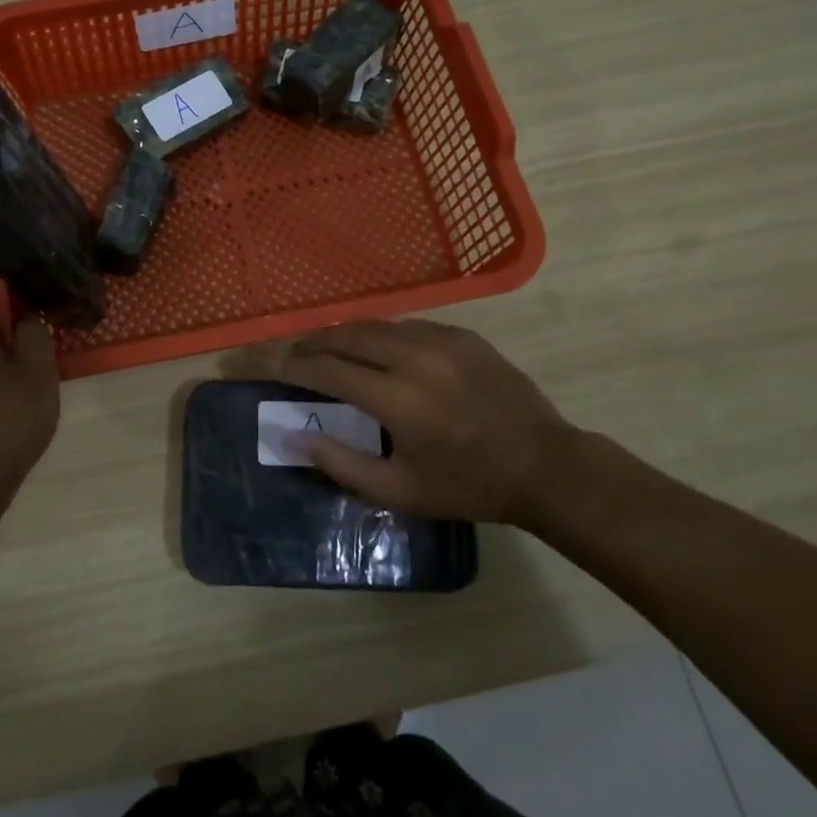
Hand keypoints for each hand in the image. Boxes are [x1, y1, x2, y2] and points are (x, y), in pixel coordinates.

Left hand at [0, 294, 60, 490]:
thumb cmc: (9, 419)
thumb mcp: (39, 370)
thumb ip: (35, 333)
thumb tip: (26, 320)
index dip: (18, 303)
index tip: (41, 323)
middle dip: (14, 336)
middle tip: (44, 357)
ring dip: (5, 363)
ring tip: (32, 386)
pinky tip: (13, 409)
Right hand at [279, 319, 583, 527]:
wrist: (544, 466)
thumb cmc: (468, 486)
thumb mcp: (400, 491)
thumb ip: (342, 464)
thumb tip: (296, 436)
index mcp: (396, 399)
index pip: (327, 369)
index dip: (293, 365)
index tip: (271, 366)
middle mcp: (414, 358)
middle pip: (347, 336)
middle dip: (313, 342)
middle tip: (295, 354)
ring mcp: (442, 341)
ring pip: (377, 325)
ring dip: (346, 335)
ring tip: (331, 349)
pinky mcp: (463, 335)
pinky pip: (409, 326)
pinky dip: (384, 335)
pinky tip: (382, 351)